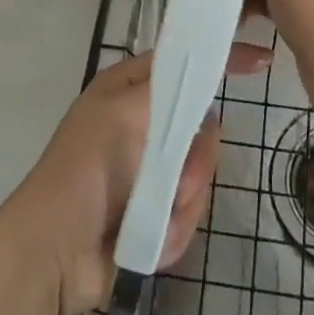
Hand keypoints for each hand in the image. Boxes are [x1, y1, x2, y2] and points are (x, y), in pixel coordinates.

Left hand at [4, 43, 268, 314]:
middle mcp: (142, 124)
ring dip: (184, 201)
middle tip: (179, 179)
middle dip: (197, 161)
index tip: (261, 60)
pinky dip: (173, 229)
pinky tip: (151, 239)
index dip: (221, 60)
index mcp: (130, 90)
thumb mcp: (127, 112)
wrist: (53, 254)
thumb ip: (172, 89)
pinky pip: (188, 213)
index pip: (185, 63)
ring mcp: (149, 171)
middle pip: (202, 128)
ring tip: (158, 217)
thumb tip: (205, 81)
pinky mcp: (154, 213)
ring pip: (200, 174)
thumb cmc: (88, 169)